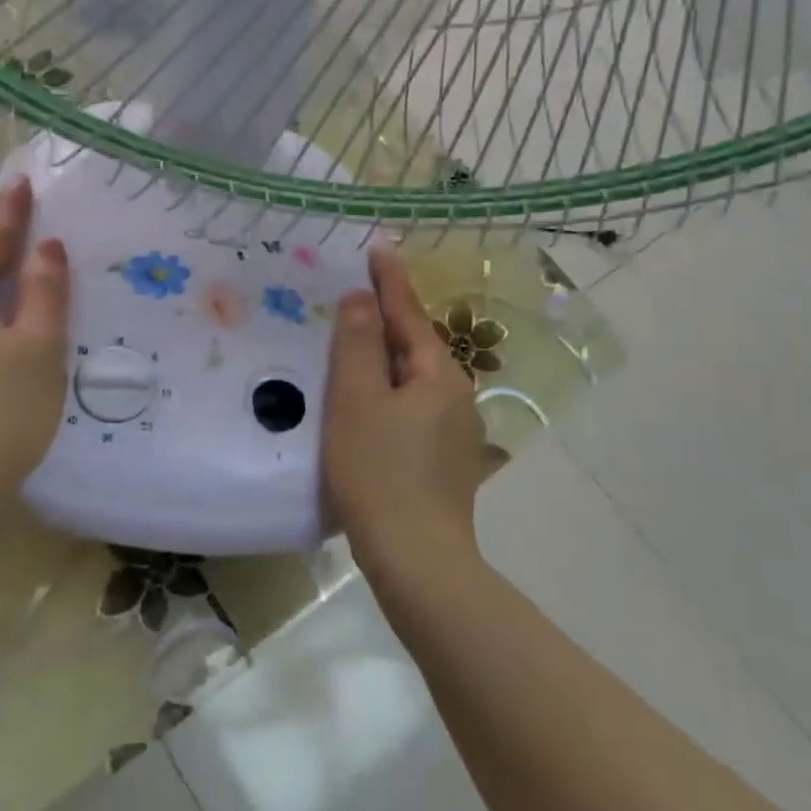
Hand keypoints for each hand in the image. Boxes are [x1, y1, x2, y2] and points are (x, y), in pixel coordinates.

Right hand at [322, 246, 498, 572]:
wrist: (418, 560)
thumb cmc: (379, 472)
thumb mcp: (356, 401)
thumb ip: (358, 345)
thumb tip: (362, 299)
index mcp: (439, 375)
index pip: (409, 314)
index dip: (390, 281)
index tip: (377, 249)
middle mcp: (456, 396)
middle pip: (415, 346)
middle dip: (386, 320)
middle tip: (354, 297)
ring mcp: (456, 432)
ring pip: (414, 380)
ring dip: (386, 359)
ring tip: (354, 347)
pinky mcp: (446, 462)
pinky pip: (413, 409)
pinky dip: (389, 394)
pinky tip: (369, 406)